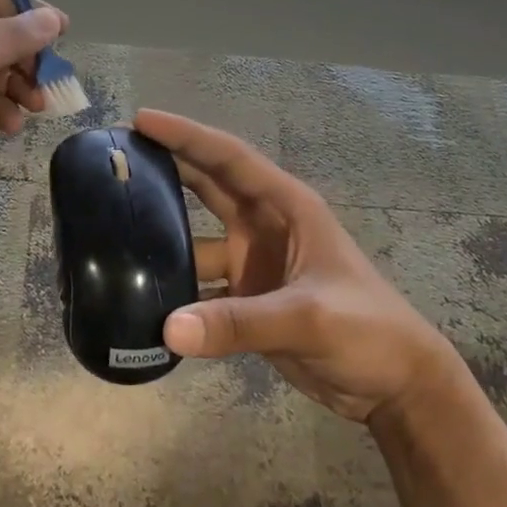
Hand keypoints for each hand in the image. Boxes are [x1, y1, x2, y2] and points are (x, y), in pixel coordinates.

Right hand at [137, 109, 458, 426]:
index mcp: (286, 207)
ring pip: (197, 239)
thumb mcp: (308, 317)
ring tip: (111, 229)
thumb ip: (239, 323)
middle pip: (206, 187)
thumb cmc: (367, 330)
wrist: (396, 386)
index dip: (186, 136)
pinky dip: (174, 290)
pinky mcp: (247, 301)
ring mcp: (254, 263)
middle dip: (165, 168)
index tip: (141, 120)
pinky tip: (139, 295)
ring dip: (162, 236)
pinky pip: (200, 287)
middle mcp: (264, 226)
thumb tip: (168, 328)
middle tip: (114, 158)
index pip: (228, 159)